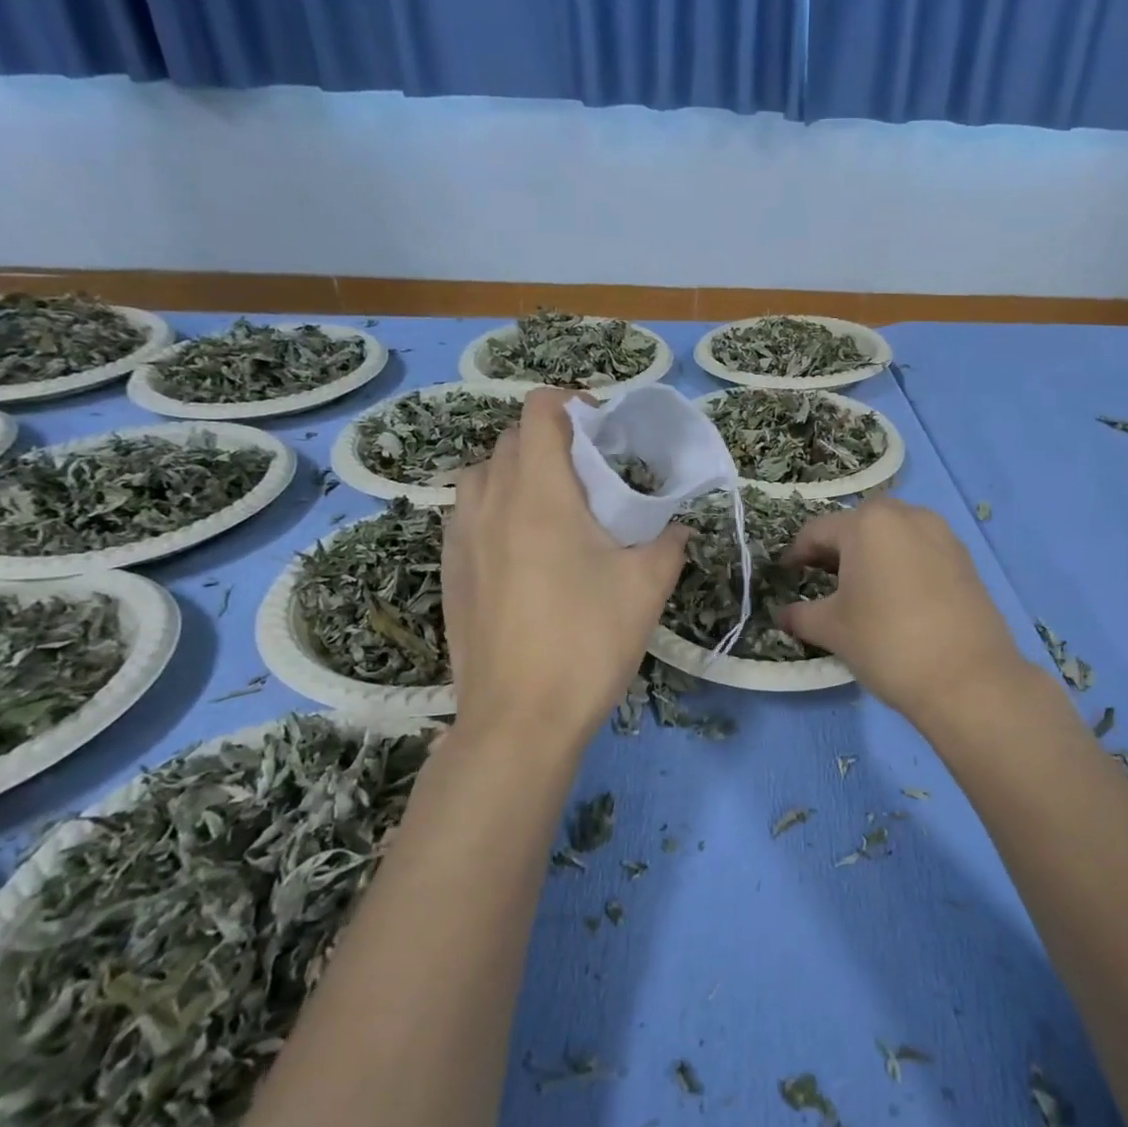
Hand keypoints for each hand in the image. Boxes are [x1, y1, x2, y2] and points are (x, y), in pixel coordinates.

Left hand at [444, 389, 687, 751]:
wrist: (520, 720)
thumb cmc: (588, 642)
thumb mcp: (647, 586)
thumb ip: (668, 541)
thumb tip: (676, 526)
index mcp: (539, 493)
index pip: (539, 411)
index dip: (573, 405)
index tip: (605, 431)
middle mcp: (490, 503)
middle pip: (510, 439)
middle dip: (552, 439)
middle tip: (592, 474)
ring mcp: (461, 538)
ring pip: (481, 474)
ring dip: (517, 471)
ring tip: (554, 506)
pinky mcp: (450, 572)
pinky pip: (468, 514)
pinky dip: (495, 506)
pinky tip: (524, 548)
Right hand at [780, 499, 1031, 726]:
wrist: (968, 679)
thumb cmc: (888, 643)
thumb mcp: (833, 630)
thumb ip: (801, 616)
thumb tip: (783, 615)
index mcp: (868, 523)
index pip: (817, 531)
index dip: (796, 554)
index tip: (787, 576)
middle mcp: (906, 515)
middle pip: (858, 526)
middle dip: (836, 550)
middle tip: (821, 580)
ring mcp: (942, 534)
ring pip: (893, 535)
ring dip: (871, 554)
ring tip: (860, 589)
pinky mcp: (965, 558)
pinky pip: (920, 550)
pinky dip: (901, 564)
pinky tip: (897, 598)